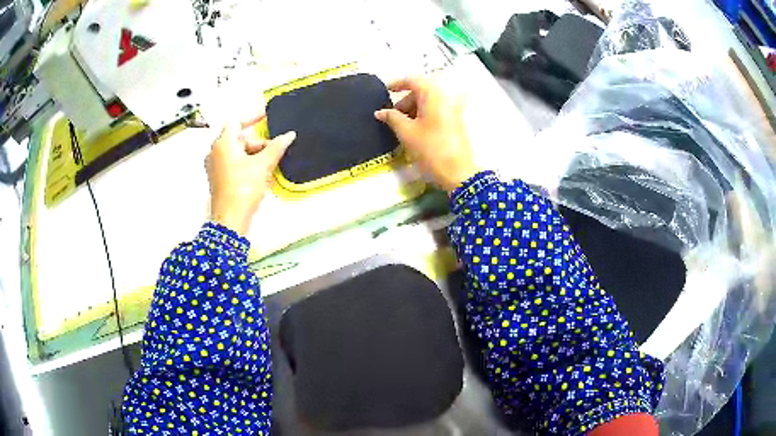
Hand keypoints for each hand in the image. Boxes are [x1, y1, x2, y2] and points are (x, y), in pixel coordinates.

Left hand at [206, 111, 295, 235]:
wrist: (231, 219)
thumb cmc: (244, 187)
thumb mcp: (263, 165)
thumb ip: (276, 147)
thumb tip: (289, 134)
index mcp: (223, 144)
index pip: (236, 121)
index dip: (253, 117)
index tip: (267, 116)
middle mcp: (215, 152)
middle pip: (239, 139)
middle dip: (258, 143)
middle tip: (275, 150)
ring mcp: (215, 167)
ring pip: (237, 153)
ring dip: (254, 155)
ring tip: (271, 164)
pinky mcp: (218, 179)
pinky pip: (234, 165)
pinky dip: (247, 165)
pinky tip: (261, 174)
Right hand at [375, 76, 477, 192]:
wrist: (458, 171)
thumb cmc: (430, 148)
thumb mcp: (406, 132)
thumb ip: (392, 118)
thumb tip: (380, 112)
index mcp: (433, 94)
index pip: (412, 80)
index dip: (397, 84)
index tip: (385, 91)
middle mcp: (445, 96)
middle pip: (421, 91)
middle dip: (405, 101)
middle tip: (391, 116)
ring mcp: (453, 108)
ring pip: (428, 102)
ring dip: (414, 109)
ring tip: (400, 126)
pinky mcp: (456, 120)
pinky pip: (437, 110)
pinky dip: (424, 115)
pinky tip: (414, 129)